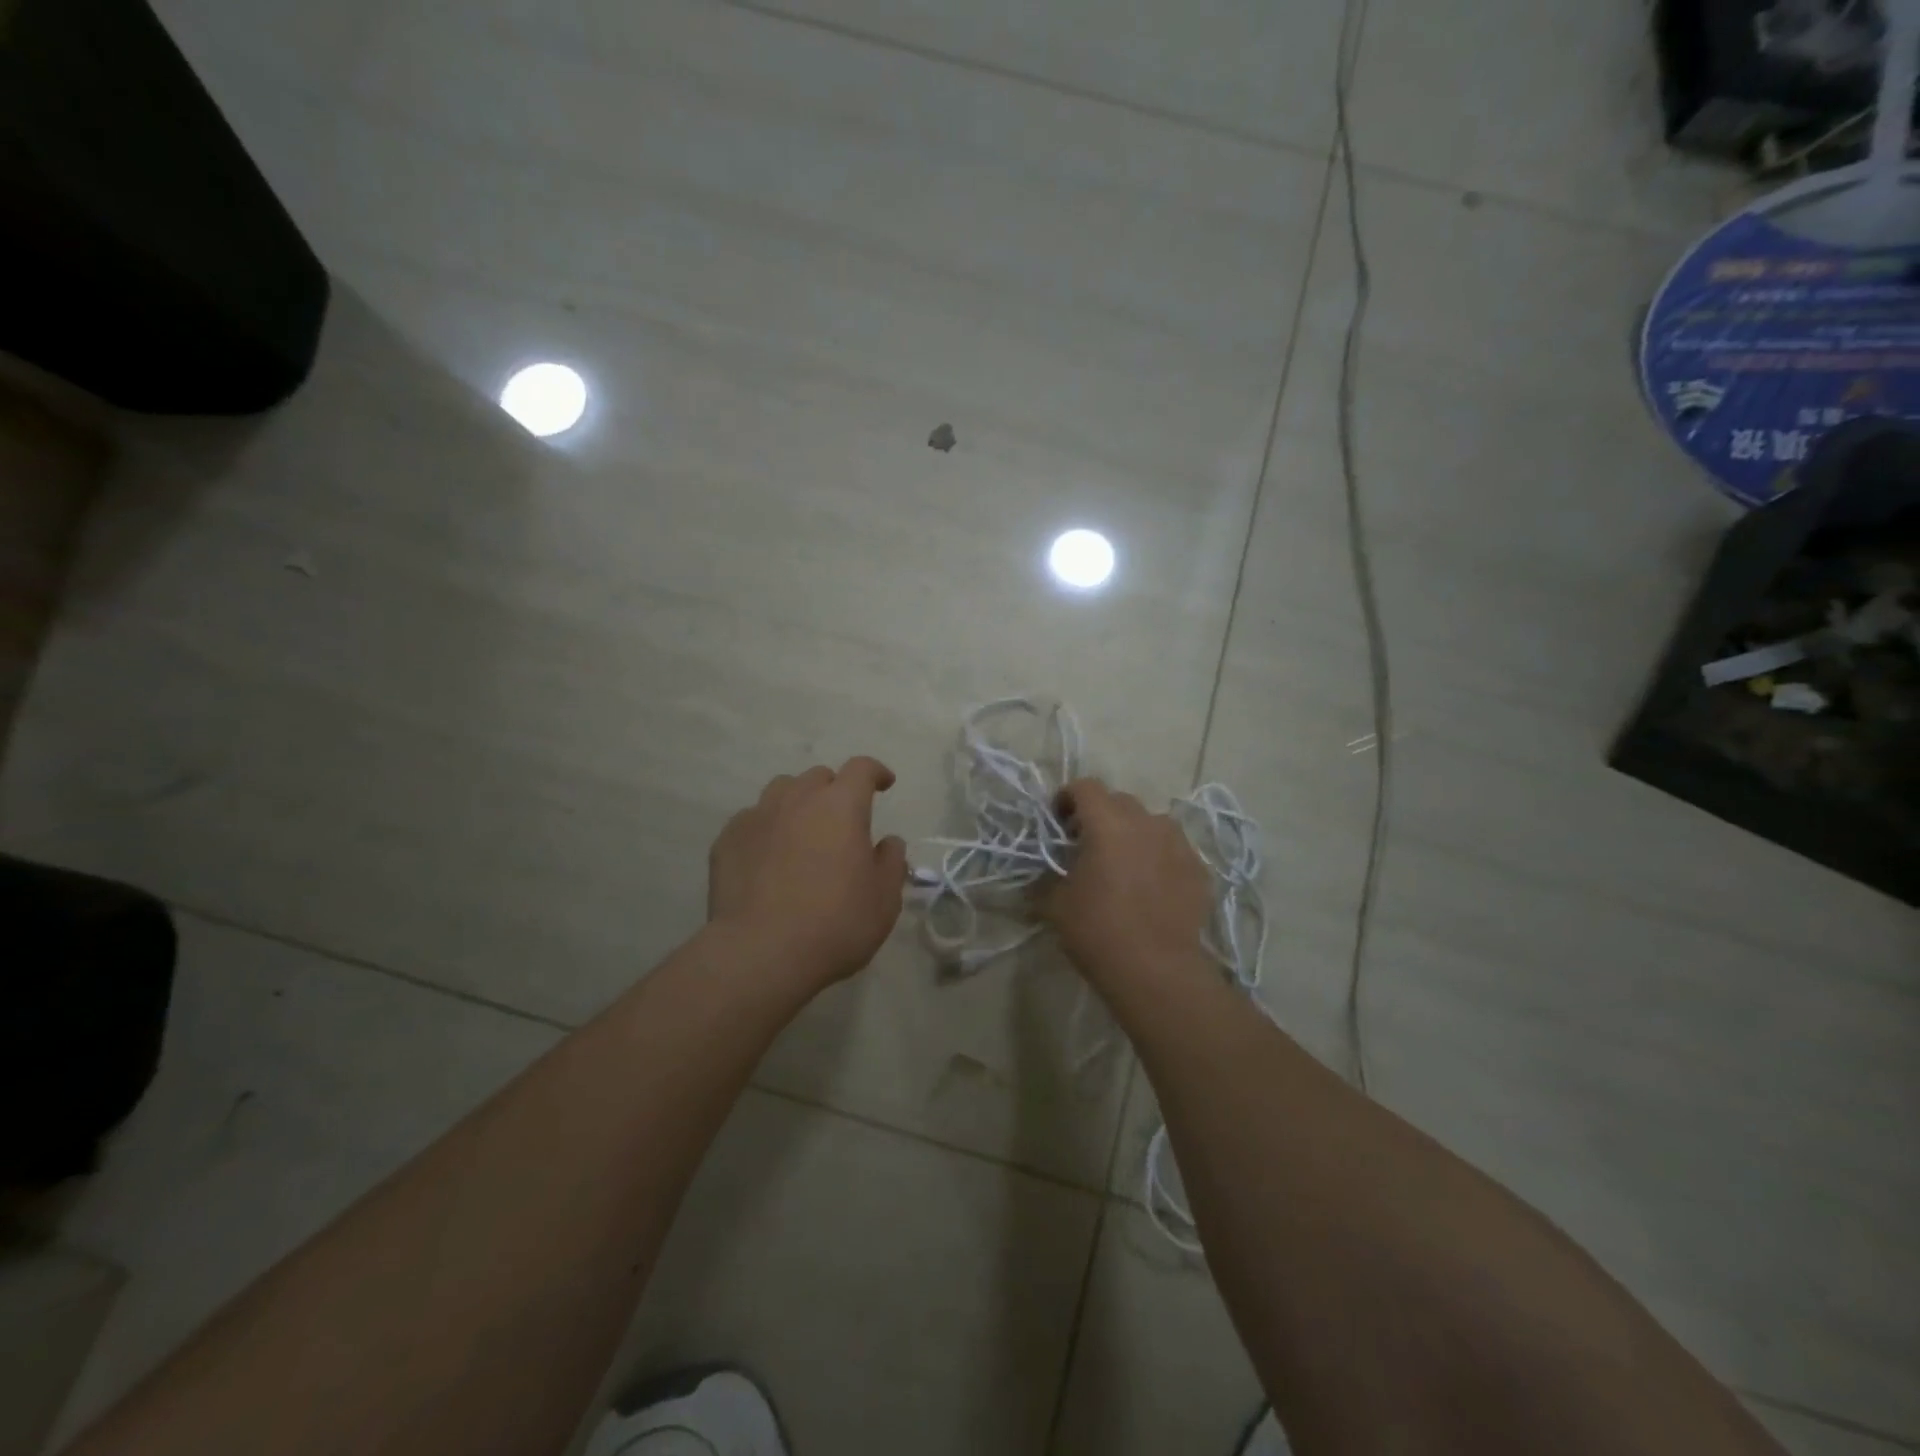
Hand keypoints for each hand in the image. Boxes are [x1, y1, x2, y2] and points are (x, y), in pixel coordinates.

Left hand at [707, 757, 908, 988]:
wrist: (761, 953)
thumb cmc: (836, 924)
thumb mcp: (884, 899)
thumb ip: (890, 862)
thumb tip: (887, 842)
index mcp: (841, 806)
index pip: (861, 769)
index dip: (875, 772)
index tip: (884, 784)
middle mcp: (797, 799)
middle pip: (819, 777)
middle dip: (835, 790)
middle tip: (842, 820)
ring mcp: (757, 817)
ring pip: (781, 791)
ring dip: (798, 803)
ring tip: (803, 832)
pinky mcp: (727, 840)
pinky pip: (752, 820)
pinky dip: (767, 829)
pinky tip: (768, 858)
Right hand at [1044, 777, 1212, 987]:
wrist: (1157, 971)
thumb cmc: (1098, 931)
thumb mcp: (1054, 905)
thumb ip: (1045, 878)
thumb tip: (1041, 874)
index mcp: (1108, 823)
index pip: (1085, 787)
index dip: (1067, 798)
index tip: (1058, 823)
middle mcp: (1146, 822)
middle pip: (1119, 802)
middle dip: (1100, 816)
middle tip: (1087, 846)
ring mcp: (1178, 844)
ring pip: (1150, 823)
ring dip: (1132, 834)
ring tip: (1123, 865)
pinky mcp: (1199, 869)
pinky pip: (1172, 850)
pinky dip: (1158, 858)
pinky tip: (1150, 888)